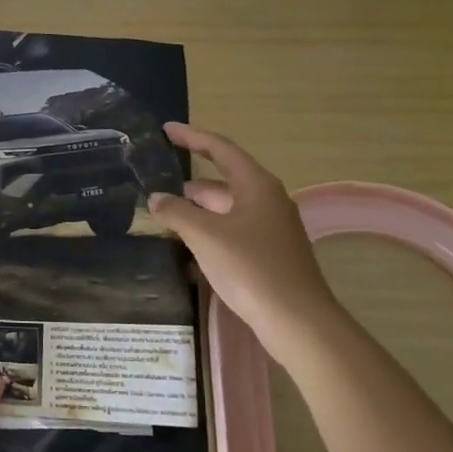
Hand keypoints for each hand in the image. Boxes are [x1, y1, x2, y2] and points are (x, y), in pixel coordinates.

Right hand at [146, 122, 343, 371]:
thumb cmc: (251, 268)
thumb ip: (176, 212)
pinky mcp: (269, 254)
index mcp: (256, 185)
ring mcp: (271, 229)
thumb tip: (156, 198)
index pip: (220, 149)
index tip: (166, 130)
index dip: (192, 137)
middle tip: (155, 186)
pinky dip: (209, 234)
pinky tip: (186, 250)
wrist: (297, 321)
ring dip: (196, 213)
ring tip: (163, 218)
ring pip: (225, 211)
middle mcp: (267, 200)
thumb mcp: (204, 236)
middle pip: (222, 182)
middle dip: (188, 185)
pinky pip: (232, 233)